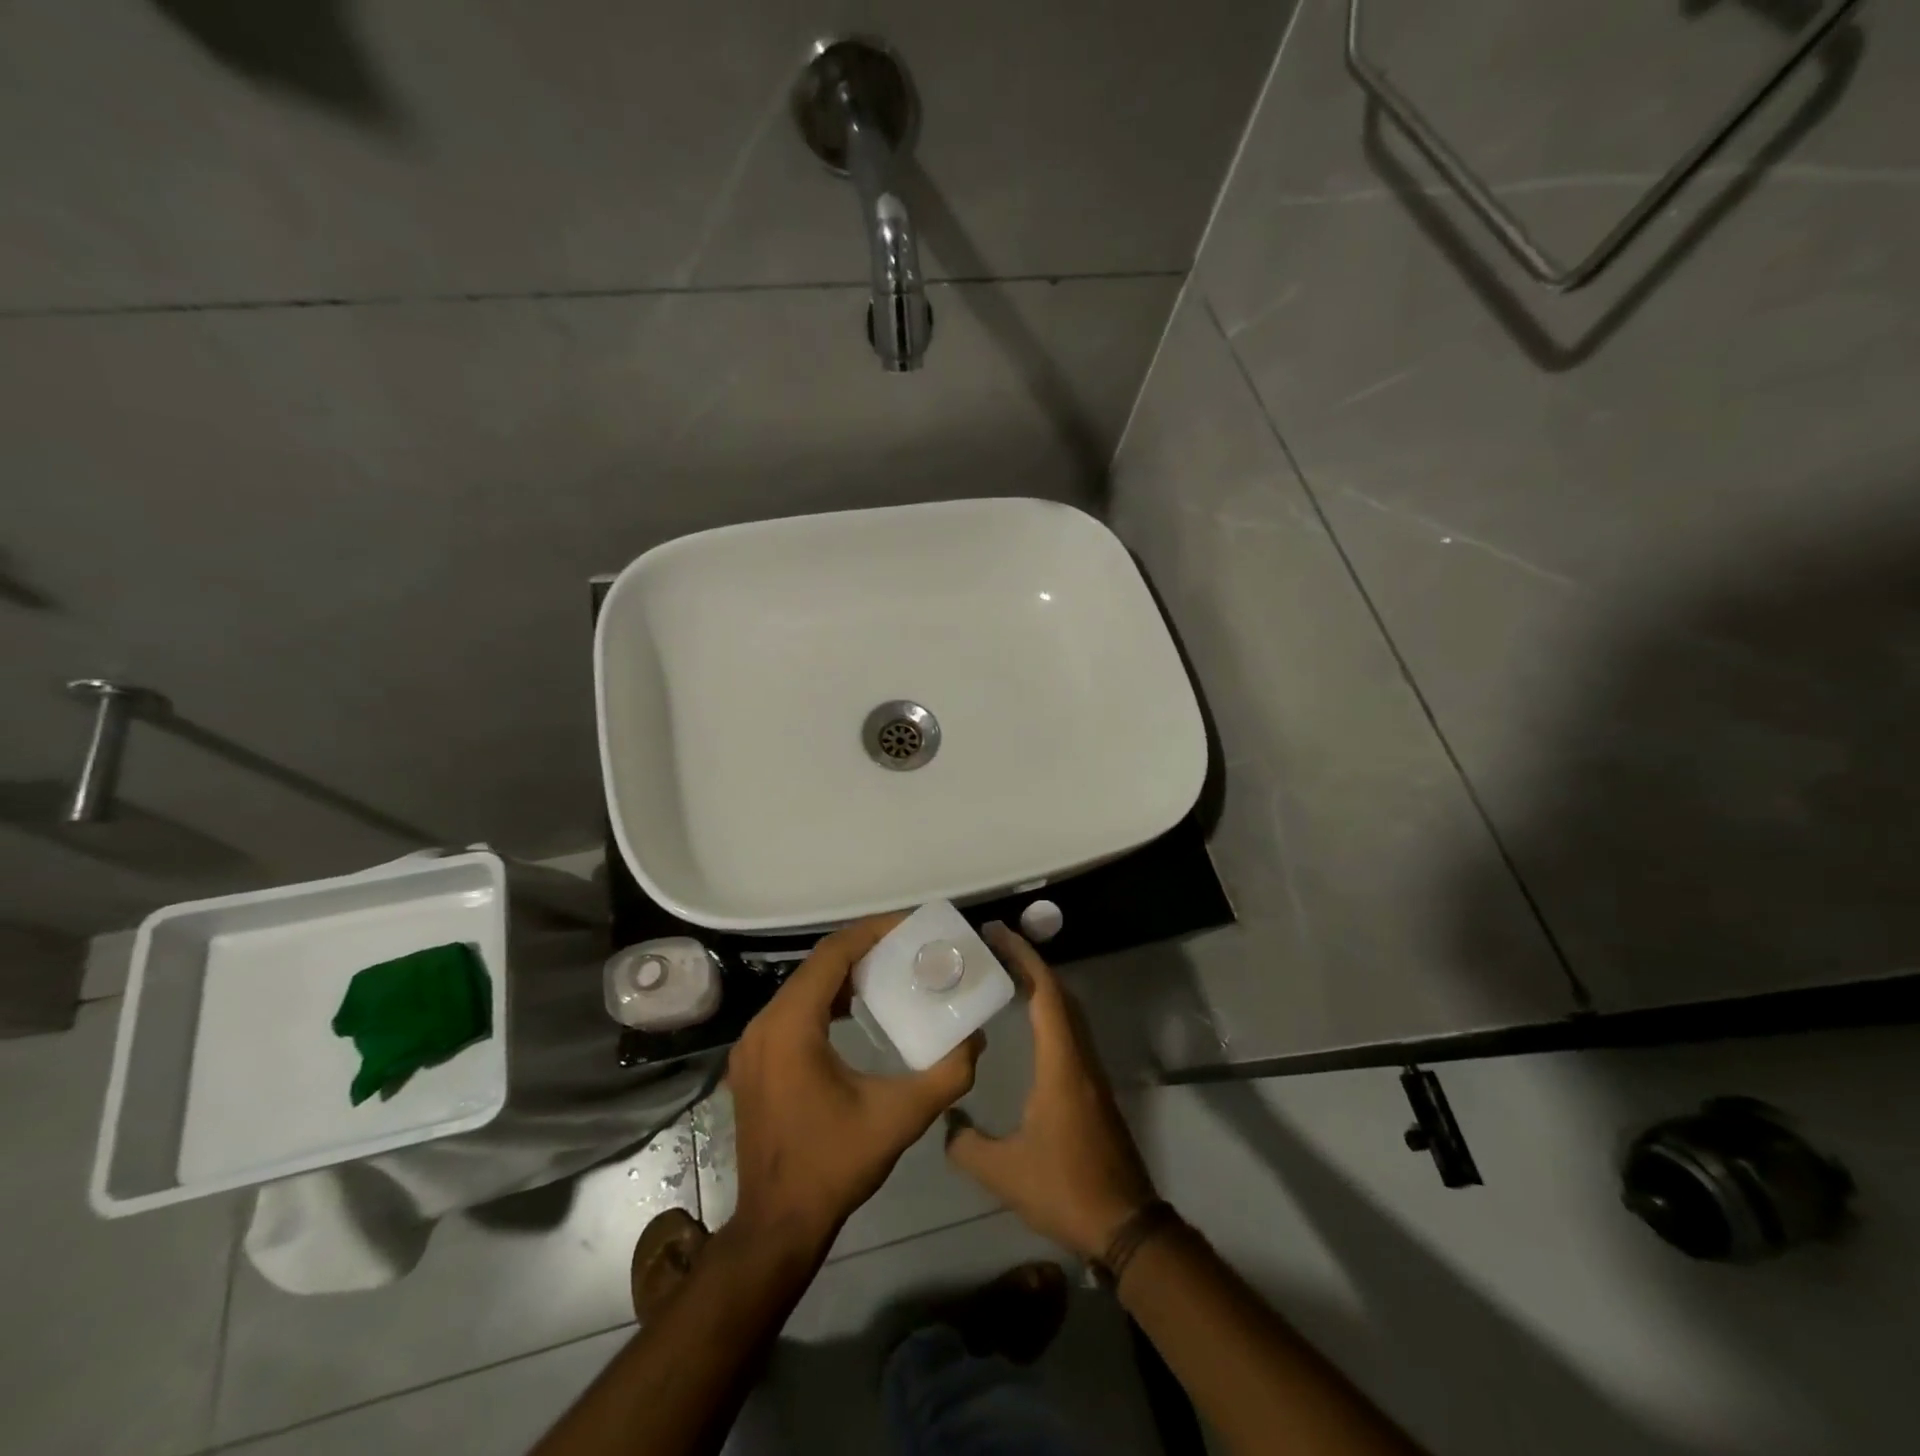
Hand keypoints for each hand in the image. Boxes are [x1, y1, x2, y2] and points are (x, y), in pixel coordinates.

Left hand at [727, 914, 981, 1253]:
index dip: (872, 932)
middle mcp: (764, 1025)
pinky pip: (792, 1011)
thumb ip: (947, 1075)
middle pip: (816, 965)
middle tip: (907, 947)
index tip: (911, 926)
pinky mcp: (754, 1062)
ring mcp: (752, 1045)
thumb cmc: (834, 1167)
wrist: (776, 1227)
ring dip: (843, 973)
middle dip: (863, 948)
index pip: (832, 955)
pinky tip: (855, 1009)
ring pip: (802, 987)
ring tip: (888, 970)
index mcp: (791, 1027)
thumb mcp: (899, 1118)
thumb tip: (976, 1039)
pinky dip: (825, 998)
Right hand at [945, 923, 1157, 1259]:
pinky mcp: (1095, 1090)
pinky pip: (1071, 1033)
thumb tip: (948, 1120)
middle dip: (1030, 964)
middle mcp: (1081, 1058)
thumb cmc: (1065, 1189)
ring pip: (1069, 1013)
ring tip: (1006, 977)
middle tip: (994, 950)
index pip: (1046, 994)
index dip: (1024, 958)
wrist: (1125, 1224)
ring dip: (1041, 987)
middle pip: (1060, 994)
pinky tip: (1029, 1026)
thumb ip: (967, 1144)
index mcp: (1062, 1065)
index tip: (998, 935)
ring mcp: (1092, 1073)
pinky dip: (1049, 1012)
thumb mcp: (1004, 1172)